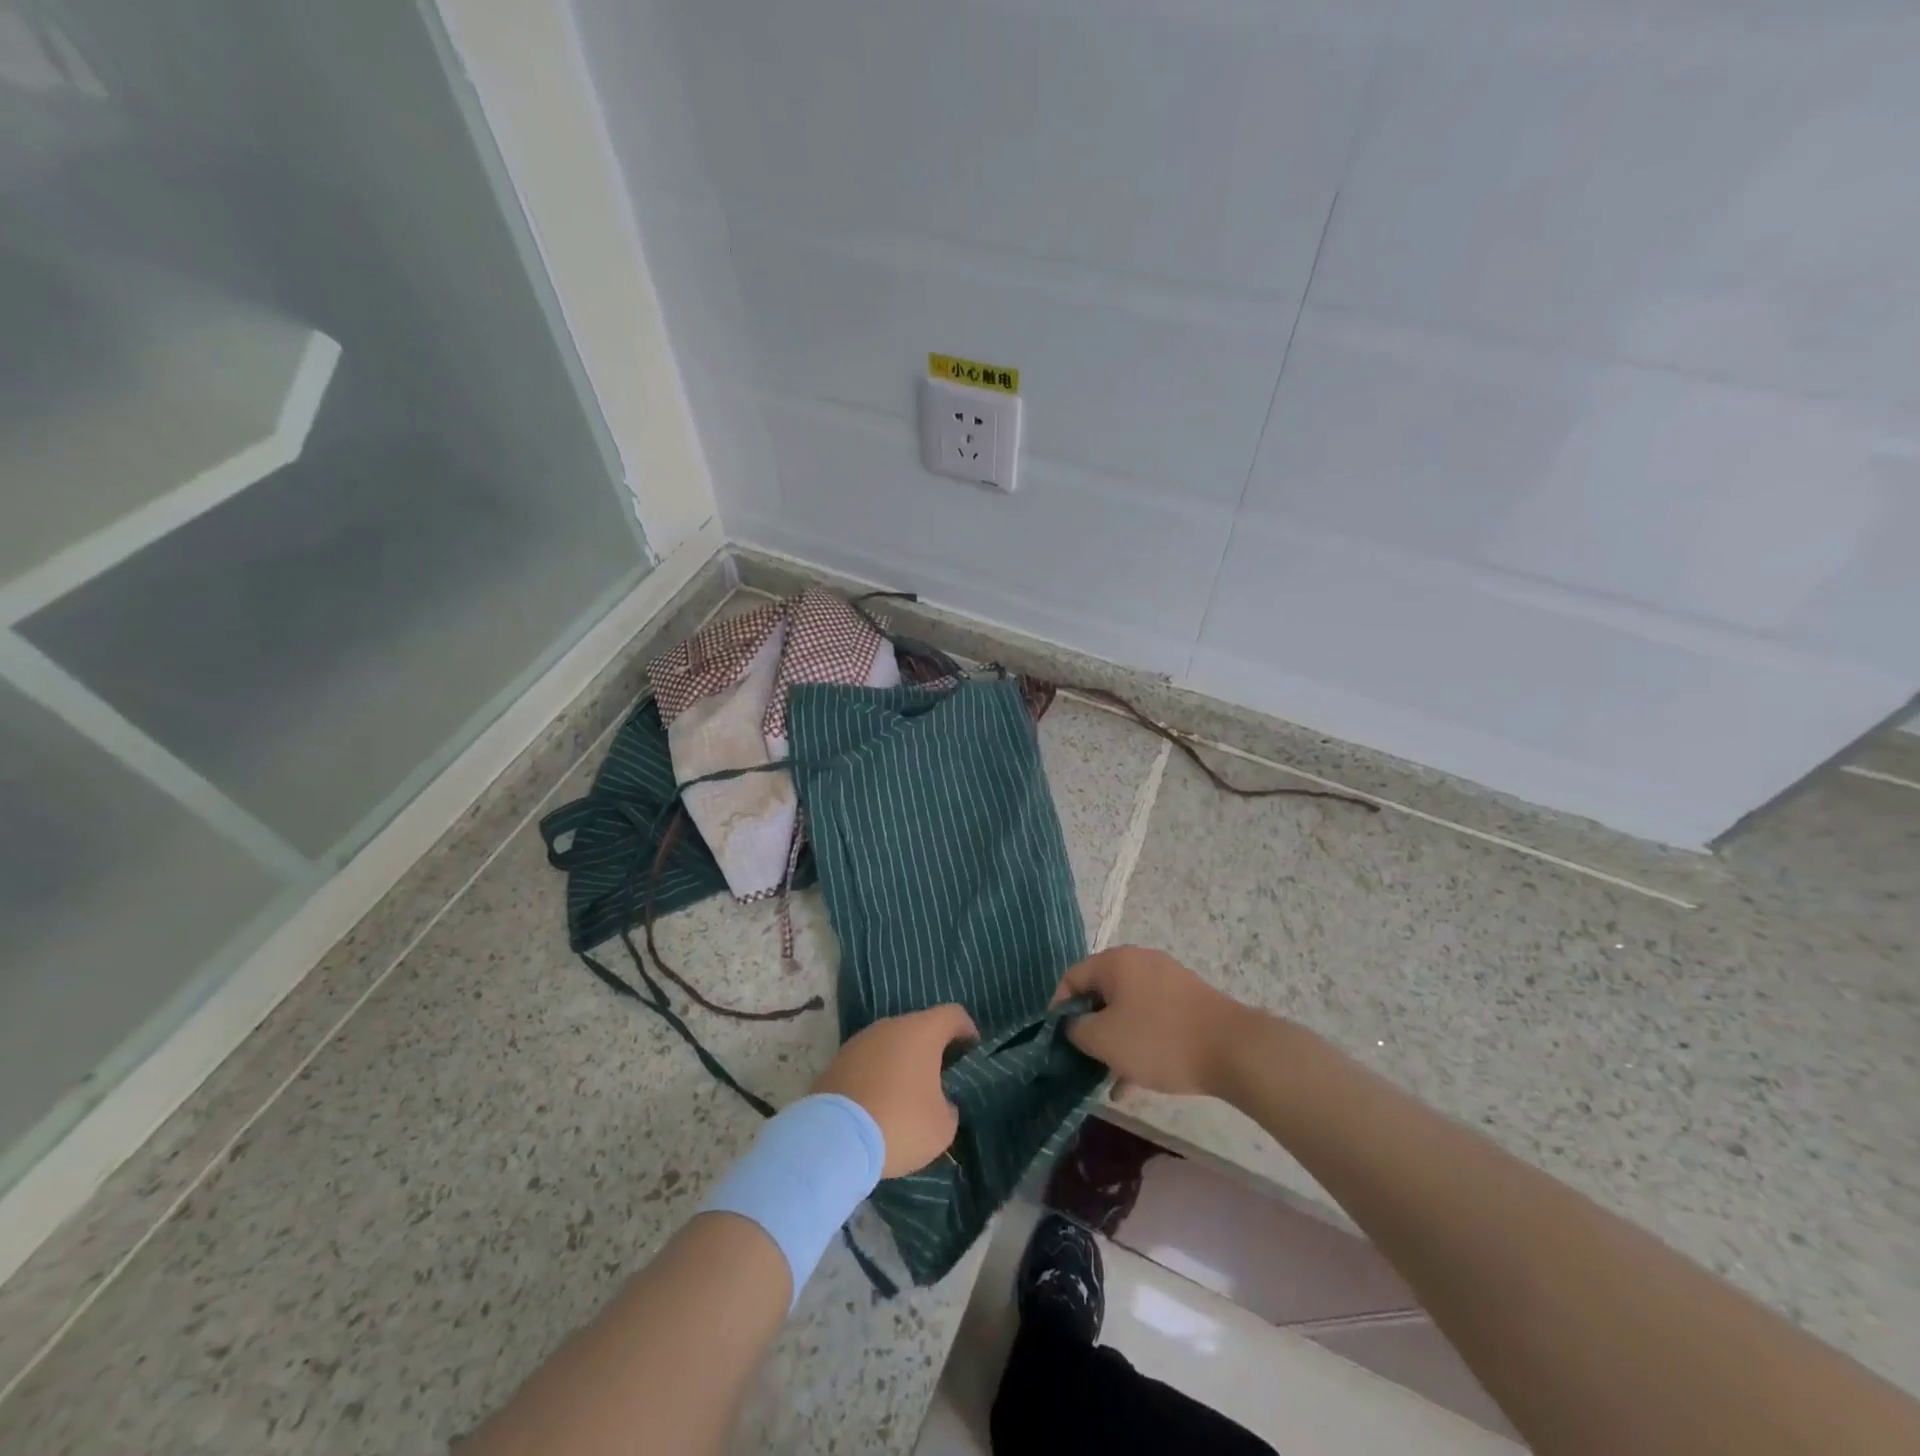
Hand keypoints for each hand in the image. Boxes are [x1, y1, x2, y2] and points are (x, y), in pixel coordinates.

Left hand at [812, 1004, 977, 1177]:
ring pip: (890, 1044)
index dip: (967, 1031)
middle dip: (932, 1050)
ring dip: (902, 1063)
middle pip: (919, 1028)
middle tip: (940, 1081)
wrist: (833, 1139)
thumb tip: (939, 1102)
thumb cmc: (899, 1123)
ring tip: (906, 1097)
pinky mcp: (837, 1061)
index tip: (971, 1054)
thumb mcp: (943, 1126)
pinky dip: (877, 1076)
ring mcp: (860, 1041)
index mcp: (922, 1031)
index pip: (953, 1014)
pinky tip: (878, 1105)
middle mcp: (890, 1026)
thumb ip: (948, 1106)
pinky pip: (868, 1062)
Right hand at [1054, 946, 1253, 1096]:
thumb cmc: (1159, 1040)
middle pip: (1101, 994)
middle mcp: (1141, 962)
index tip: (1057, 1040)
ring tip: (1109, 1080)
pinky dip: (1140, 1045)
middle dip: (1090, 1029)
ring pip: (1128, 1011)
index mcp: (1116, 962)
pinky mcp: (1188, 1003)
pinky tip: (1134, 1084)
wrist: (1234, 1050)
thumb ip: (1076, 1029)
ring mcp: (1168, 981)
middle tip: (1084, 1060)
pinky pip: (1152, 1020)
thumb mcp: (1104, 1039)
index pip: (1072, 978)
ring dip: (1115, 1042)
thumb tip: (1073, 1025)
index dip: (1058, 1008)